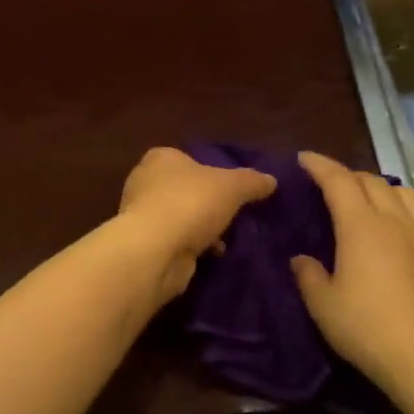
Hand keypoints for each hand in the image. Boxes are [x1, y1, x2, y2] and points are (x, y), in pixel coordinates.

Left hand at [117, 147, 275, 299]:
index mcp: (161, 158)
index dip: (211, 171)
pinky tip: (214, 254)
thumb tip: (271, 180)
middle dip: (208, 203)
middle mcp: (145, 182)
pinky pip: (176, 241)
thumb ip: (252, 181)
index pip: (188, 159)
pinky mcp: (145, 244)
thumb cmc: (190, 203)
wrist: (155, 250)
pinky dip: (193, 247)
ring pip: (181, 217)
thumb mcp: (232, 186)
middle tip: (234, 214)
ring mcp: (142, 215)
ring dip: (202, 228)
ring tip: (228, 237)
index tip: (232, 188)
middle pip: (185, 190)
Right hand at [291, 151, 413, 392]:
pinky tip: (409, 232)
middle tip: (330, 183)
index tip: (304, 159)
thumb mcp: (322, 304)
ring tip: (371, 199)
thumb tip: (302, 259)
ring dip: (384, 189)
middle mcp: (394, 222)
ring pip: (406, 195)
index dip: (320, 166)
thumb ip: (309, 275)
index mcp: (360, 226)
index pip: (338, 181)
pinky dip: (413, 218)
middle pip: (372, 182)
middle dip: (348, 175)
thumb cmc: (365, 327)